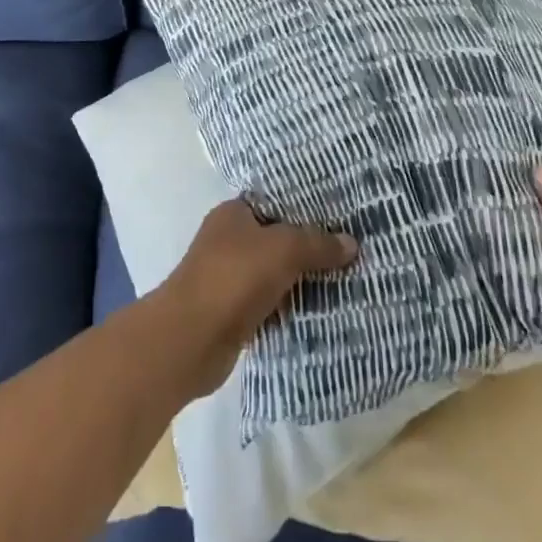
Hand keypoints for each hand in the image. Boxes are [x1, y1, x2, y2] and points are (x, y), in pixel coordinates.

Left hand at [149, 199, 358, 398]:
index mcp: (234, 213)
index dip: (306, 208)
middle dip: (309, 247)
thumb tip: (351, 242)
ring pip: (275, 273)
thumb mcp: (282, 250)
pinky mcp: (233, 314)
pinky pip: (270, 304)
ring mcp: (229, 278)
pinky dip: (290, 308)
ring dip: (301, 281)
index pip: (275, 202)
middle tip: (350, 251)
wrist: (191, 339)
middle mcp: (229, 240)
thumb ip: (316, 244)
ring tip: (344, 281)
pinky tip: (320, 313)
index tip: (340, 217)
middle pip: (277, 238)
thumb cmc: (233, 278)